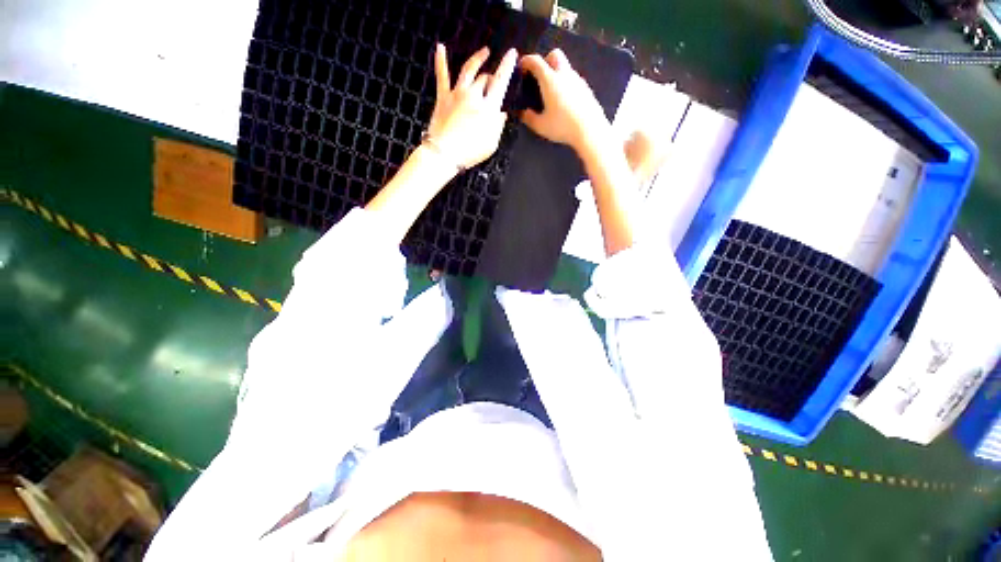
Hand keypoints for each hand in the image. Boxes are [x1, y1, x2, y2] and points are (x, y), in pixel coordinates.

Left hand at [427, 44, 517, 168]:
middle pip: (485, 78)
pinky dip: (441, 61)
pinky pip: (442, 76)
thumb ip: (498, 126)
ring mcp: (457, 94)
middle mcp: (474, 95)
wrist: (444, 153)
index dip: (507, 66)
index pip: (501, 81)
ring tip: (484, 52)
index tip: (512, 54)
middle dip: (491, 77)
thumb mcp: (491, 144)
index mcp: (488, 107)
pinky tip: (440, 48)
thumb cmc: (470, 151)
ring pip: (468, 69)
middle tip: (494, 79)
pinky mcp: (443, 97)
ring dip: (477, 59)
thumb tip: (502, 114)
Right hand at [518, 49, 609, 153]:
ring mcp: (577, 80)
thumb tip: (522, 112)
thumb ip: (529, 117)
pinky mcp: (586, 89)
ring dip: (556, 74)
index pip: (536, 61)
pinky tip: (565, 101)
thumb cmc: (562, 126)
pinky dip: (566, 84)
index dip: (526, 61)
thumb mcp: (541, 126)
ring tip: (552, 93)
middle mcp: (564, 74)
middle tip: (540, 77)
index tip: (521, 67)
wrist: (590, 130)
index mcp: (550, 80)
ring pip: (565, 67)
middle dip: (545, 61)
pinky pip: (573, 80)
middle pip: (554, 55)